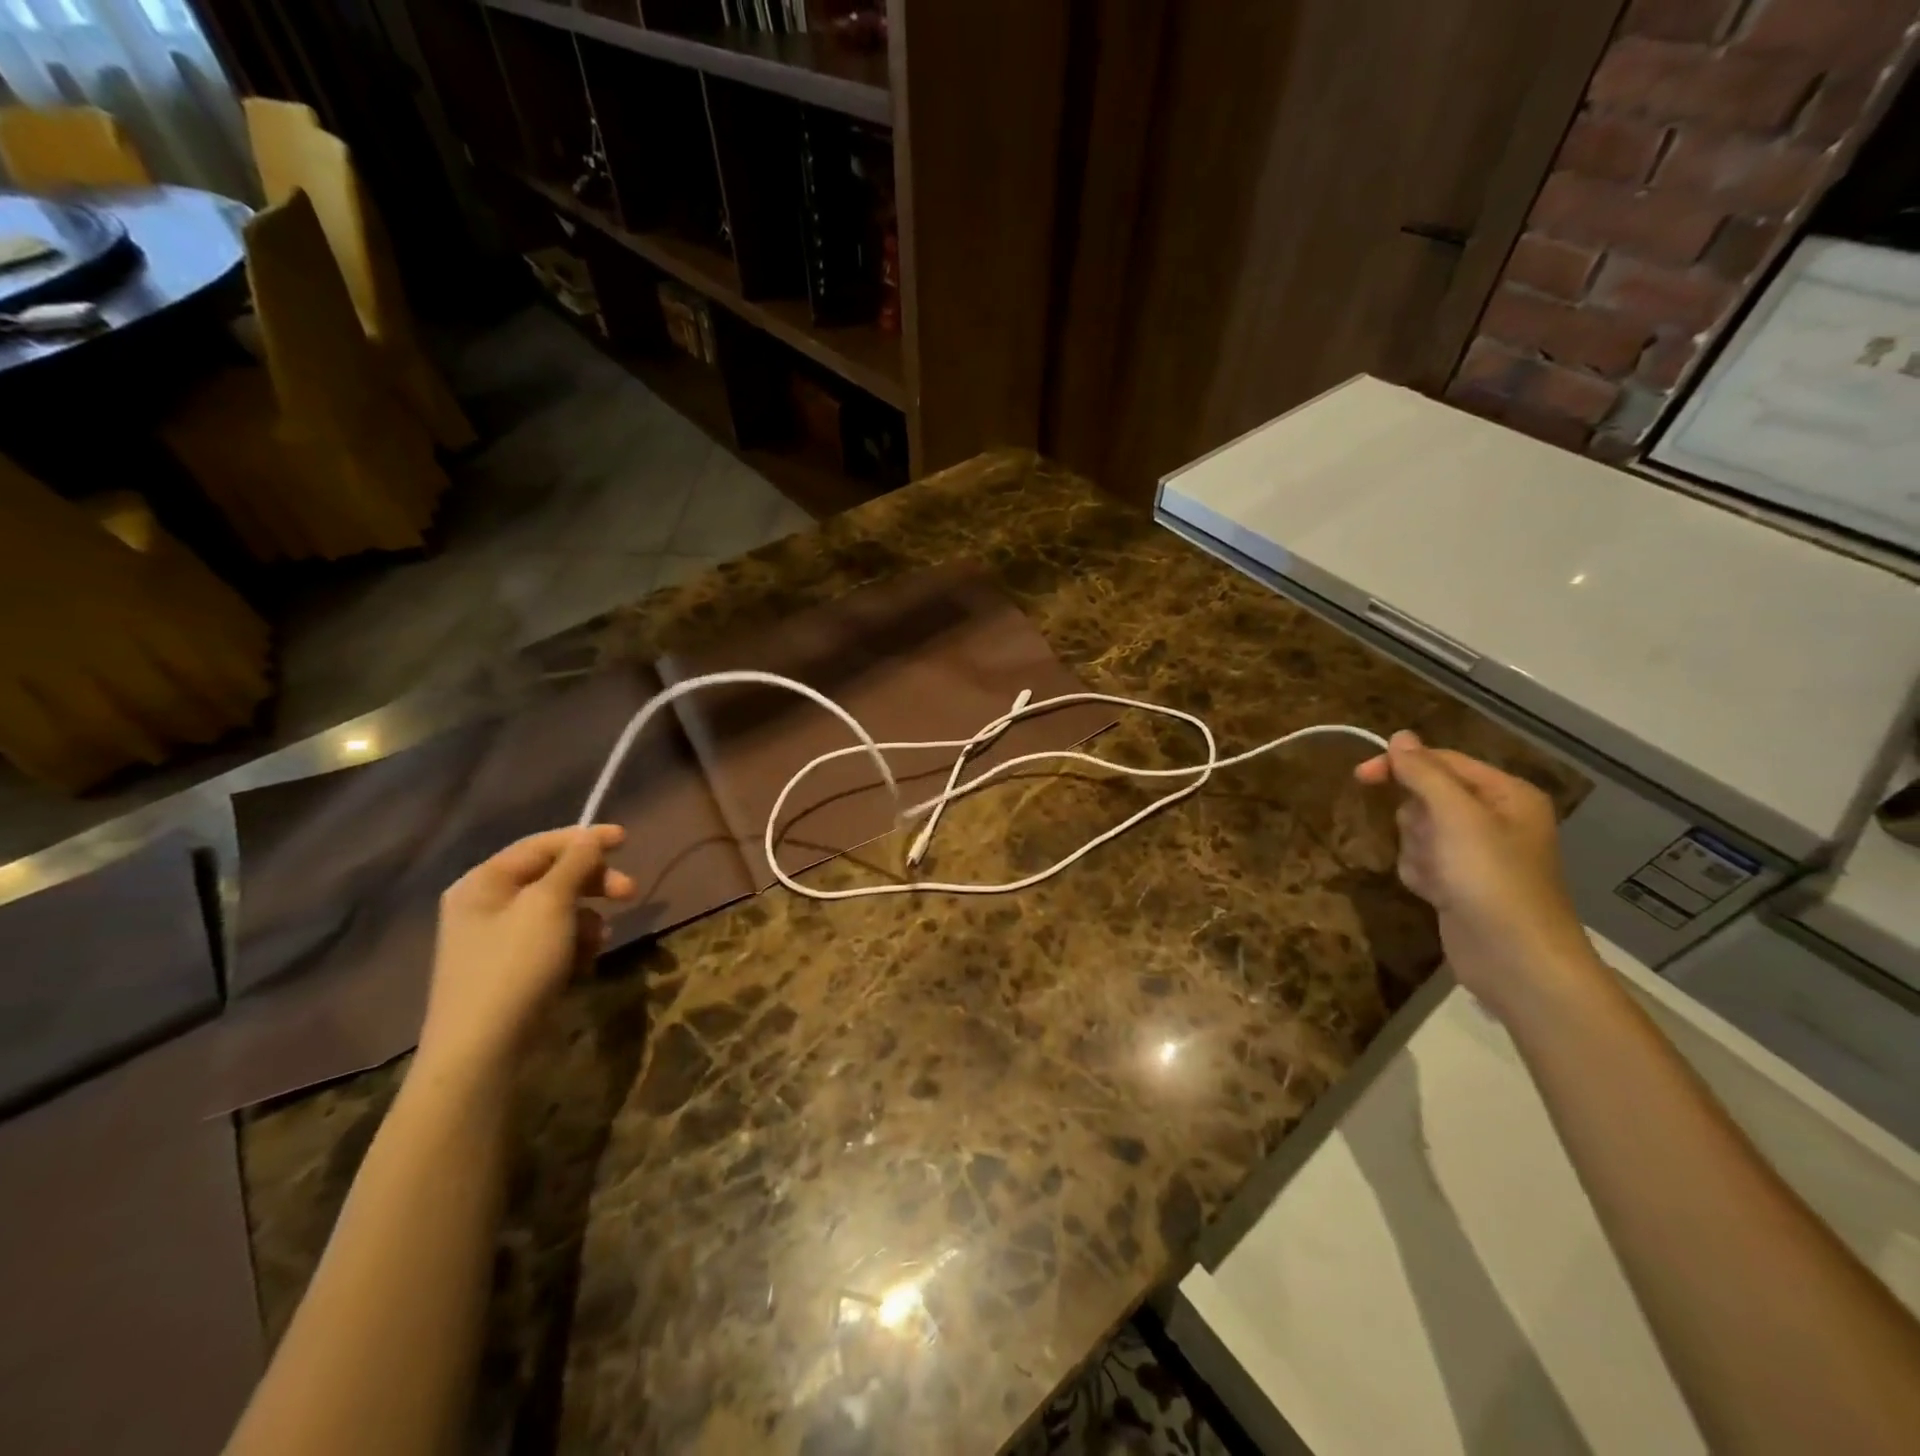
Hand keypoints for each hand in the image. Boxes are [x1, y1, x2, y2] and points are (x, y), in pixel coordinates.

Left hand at [418, 825, 635, 1077]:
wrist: (482, 1051)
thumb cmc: (515, 966)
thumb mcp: (550, 905)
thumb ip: (575, 864)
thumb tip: (590, 838)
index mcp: (483, 882)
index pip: (541, 845)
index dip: (585, 838)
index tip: (627, 839)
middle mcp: (485, 905)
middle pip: (552, 877)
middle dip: (593, 883)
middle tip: (630, 893)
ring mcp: (496, 941)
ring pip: (557, 911)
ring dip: (586, 918)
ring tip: (598, 940)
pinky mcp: (511, 971)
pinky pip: (552, 941)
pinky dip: (574, 944)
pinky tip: (583, 962)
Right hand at [1356, 731, 1598, 1018]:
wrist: (1516, 961)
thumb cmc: (1490, 879)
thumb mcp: (1455, 816)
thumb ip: (1424, 773)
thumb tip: (1399, 736)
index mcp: (1506, 794)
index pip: (1441, 762)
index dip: (1400, 765)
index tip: (1360, 776)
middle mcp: (1493, 818)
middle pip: (1425, 797)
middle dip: (1416, 820)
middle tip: (1433, 842)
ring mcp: (1475, 853)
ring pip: (1417, 830)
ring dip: (1416, 850)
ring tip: (1439, 876)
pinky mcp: (1459, 882)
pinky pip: (1420, 861)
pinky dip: (1420, 874)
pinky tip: (1436, 893)